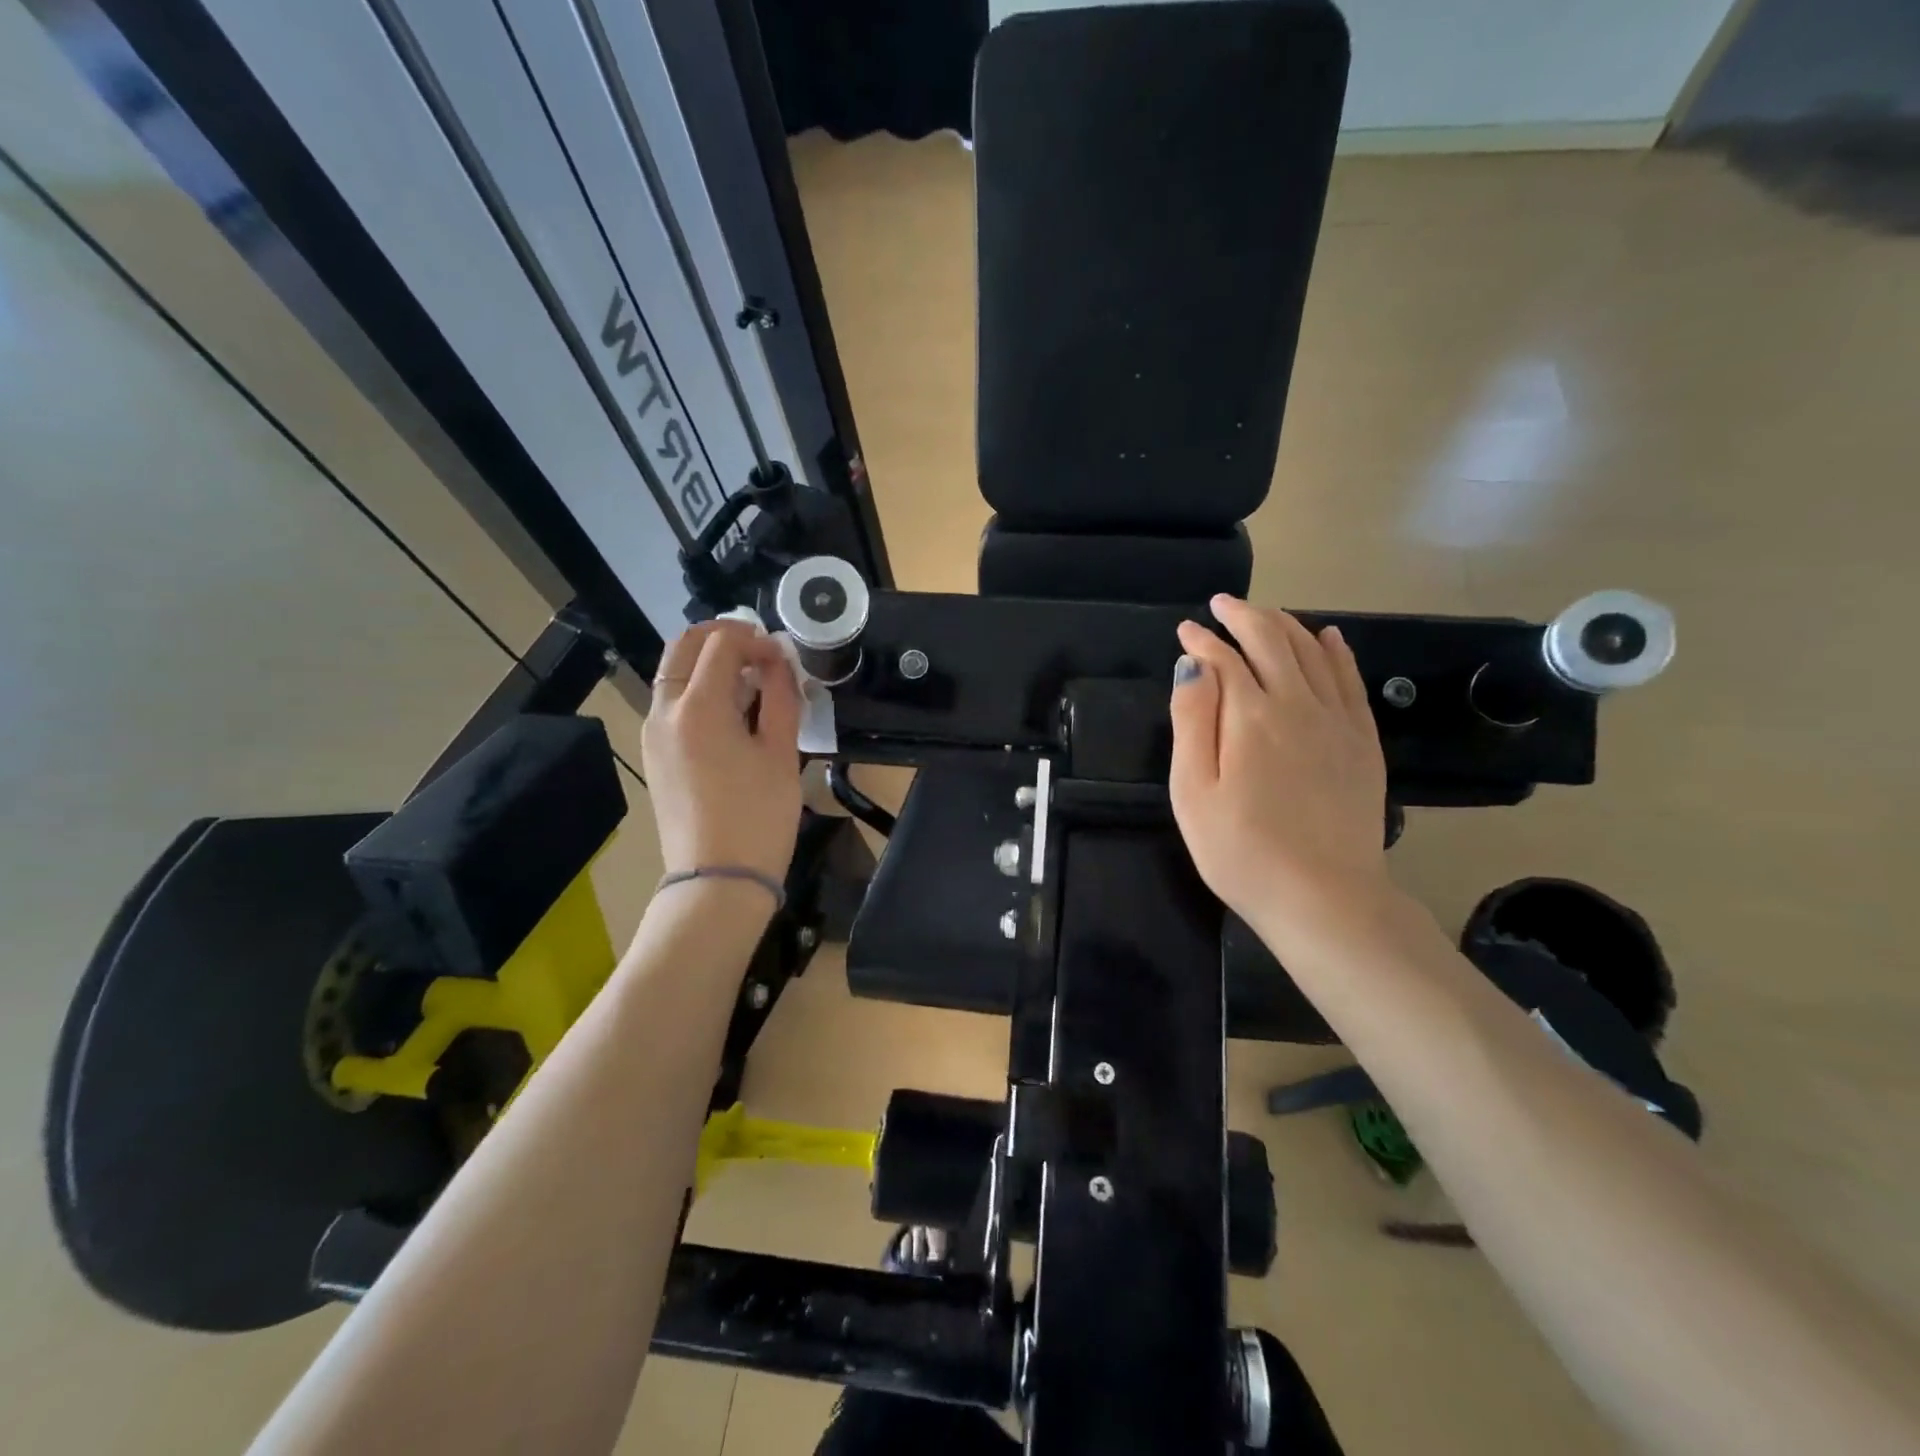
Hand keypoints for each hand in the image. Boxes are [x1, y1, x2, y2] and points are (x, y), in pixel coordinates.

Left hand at [641, 621, 802, 883]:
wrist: (717, 879)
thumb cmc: (759, 817)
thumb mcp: (783, 753)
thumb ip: (782, 697)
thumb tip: (779, 662)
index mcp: (700, 707)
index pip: (723, 644)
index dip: (756, 640)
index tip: (783, 658)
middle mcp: (665, 710)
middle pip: (685, 644)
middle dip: (724, 637)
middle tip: (761, 654)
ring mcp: (653, 732)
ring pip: (674, 671)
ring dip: (709, 662)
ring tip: (750, 685)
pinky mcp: (653, 753)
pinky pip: (671, 701)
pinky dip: (697, 689)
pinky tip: (730, 715)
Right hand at [1169, 596, 1390, 935]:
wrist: (1324, 898)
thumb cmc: (1241, 850)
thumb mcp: (1193, 790)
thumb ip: (1192, 720)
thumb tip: (1192, 663)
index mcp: (1250, 715)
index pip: (1223, 657)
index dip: (1201, 639)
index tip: (1185, 630)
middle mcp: (1297, 703)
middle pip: (1271, 640)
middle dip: (1243, 616)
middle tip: (1221, 606)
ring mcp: (1337, 720)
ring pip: (1312, 651)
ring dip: (1284, 624)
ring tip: (1263, 615)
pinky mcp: (1363, 741)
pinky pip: (1351, 679)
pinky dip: (1336, 650)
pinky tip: (1328, 636)